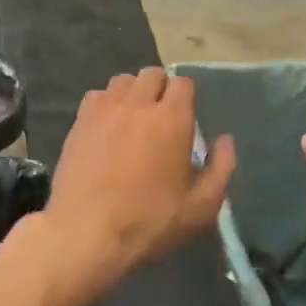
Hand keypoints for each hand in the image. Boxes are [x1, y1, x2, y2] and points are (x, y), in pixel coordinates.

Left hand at [39, 68, 235, 299]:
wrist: (86, 231)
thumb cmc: (149, 222)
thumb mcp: (201, 207)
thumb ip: (221, 169)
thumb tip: (225, 140)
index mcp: (171, 119)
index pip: (183, 83)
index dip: (187, 96)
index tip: (186, 117)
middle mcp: (138, 103)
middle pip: (152, 74)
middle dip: (161, 88)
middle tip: (162, 116)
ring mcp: (104, 108)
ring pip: (122, 80)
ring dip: (133, 92)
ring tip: (134, 117)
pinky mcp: (79, 120)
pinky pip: (97, 95)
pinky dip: (106, 103)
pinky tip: (107, 127)